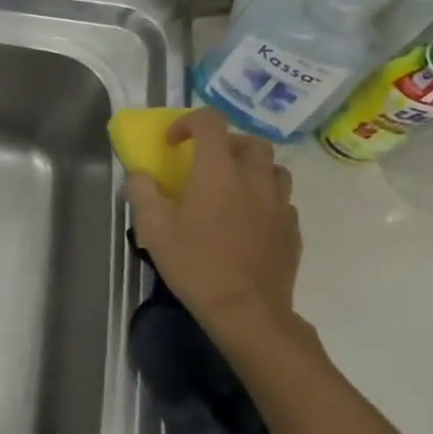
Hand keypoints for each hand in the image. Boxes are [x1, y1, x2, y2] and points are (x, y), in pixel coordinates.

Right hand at [126, 108, 302, 334]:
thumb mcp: (152, 228)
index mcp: (218, 172)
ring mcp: (279, 204)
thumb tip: (140, 176)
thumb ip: (142, 192)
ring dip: (251, 168)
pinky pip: (281, 200)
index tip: (171, 143)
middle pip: (250, 141)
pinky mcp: (292, 229)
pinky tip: (247, 220)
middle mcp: (254, 179)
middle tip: (204, 163)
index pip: (210, 122)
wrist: (246, 311)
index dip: (188, 122)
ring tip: (231, 187)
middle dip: (225, 143)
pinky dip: (264, 199)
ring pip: (273, 168)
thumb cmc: (195, 264)